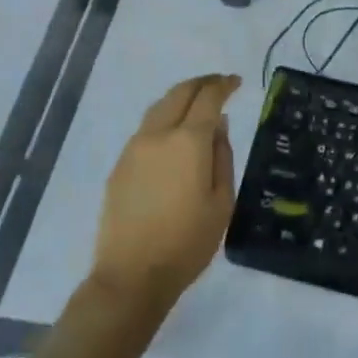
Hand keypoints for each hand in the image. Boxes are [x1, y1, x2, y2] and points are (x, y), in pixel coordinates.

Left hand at [91, 73, 241, 311]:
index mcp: (187, 142)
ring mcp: (134, 149)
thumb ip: (222, 156)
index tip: (237, 82)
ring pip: (158, 107)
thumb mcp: (222, 202)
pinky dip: (164, 118)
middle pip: (179, 93)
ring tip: (197, 104)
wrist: (132, 275)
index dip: (224, 85)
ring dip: (180, 98)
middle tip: (219, 84)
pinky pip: (146, 129)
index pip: (208, 98)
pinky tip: (174, 134)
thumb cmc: (188, 242)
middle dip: (201, 83)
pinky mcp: (120, 165)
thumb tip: (218, 125)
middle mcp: (157, 135)